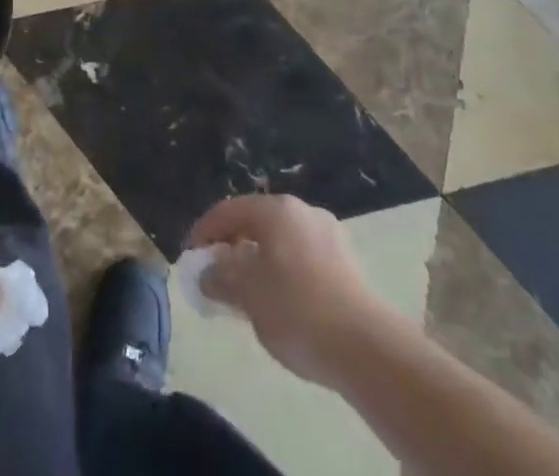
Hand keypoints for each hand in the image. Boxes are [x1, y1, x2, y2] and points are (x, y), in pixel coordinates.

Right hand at [186, 195, 381, 387]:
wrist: (368, 348)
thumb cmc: (298, 310)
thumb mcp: (248, 294)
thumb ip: (221, 277)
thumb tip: (206, 273)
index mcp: (275, 209)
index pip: (228, 210)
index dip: (204, 232)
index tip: (190, 257)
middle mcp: (302, 211)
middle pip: (256, 222)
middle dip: (233, 246)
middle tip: (218, 274)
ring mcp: (329, 234)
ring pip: (281, 241)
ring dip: (260, 260)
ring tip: (249, 293)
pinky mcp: (348, 263)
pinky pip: (303, 258)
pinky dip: (285, 271)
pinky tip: (283, 302)